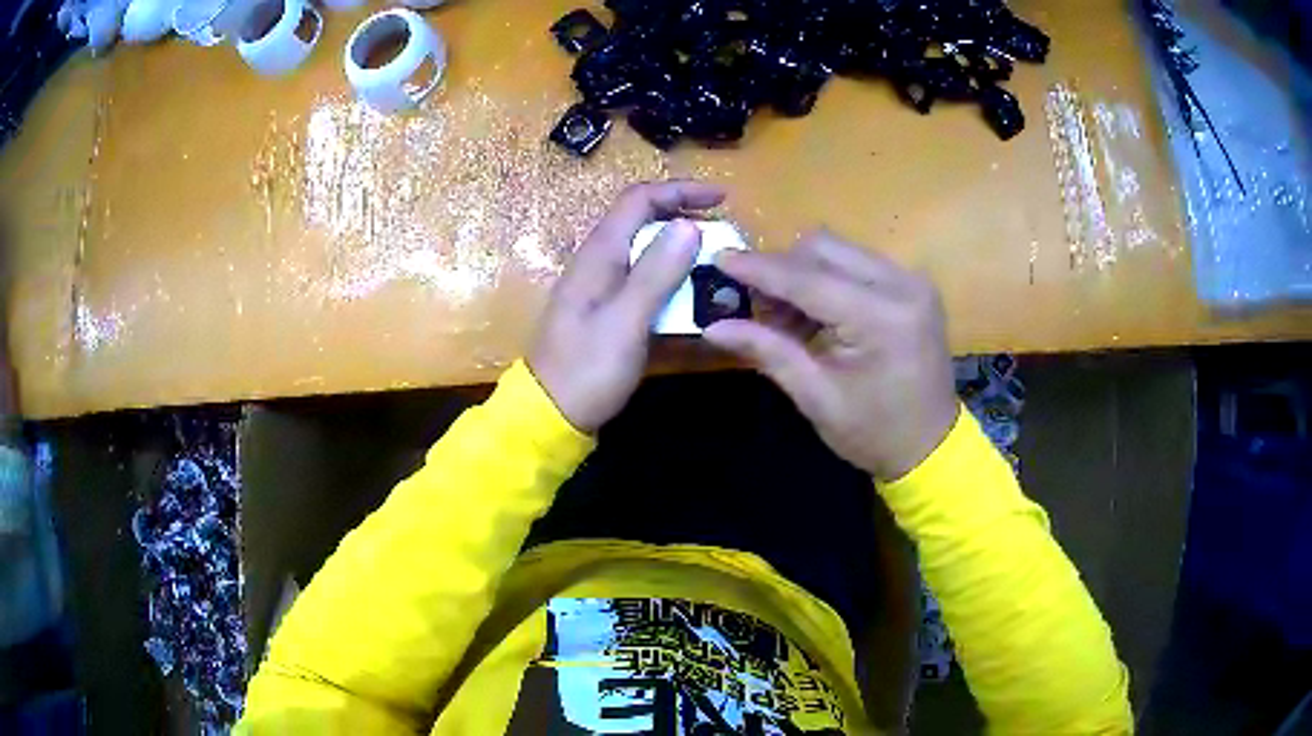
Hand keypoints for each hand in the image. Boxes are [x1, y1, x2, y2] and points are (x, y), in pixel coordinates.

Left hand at [529, 181, 725, 432]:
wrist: (551, 414)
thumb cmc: (587, 368)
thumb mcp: (625, 321)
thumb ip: (656, 272)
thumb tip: (689, 226)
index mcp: (599, 254)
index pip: (640, 200)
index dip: (681, 190)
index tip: (722, 199)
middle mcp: (599, 262)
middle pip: (643, 221)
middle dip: (685, 218)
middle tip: (724, 235)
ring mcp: (601, 287)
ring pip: (646, 252)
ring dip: (681, 251)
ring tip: (717, 265)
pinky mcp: (607, 310)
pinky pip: (644, 281)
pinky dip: (671, 279)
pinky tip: (693, 297)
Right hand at [704, 232, 959, 480]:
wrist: (932, 446)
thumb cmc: (873, 432)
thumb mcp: (815, 397)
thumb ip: (768, 351)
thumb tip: (713, 327)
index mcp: (880, 318)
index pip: (807, 279)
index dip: (759, 268)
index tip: (719, 259)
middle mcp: (901, 284)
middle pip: (824, 248)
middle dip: (782, 269)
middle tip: (757, 306)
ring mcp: (912, 281)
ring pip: (840, 250)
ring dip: (804, 273)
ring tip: (788, 318)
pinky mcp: (913, 285)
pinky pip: (858, 263)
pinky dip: (829, 279)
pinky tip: (818, 314)